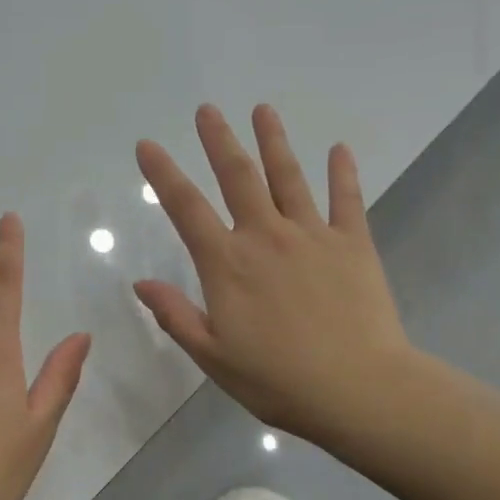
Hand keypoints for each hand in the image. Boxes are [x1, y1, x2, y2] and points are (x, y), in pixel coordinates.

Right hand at [133, 104, 420, 445]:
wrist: (358, 389)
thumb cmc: (277, 380)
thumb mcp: (212, 356)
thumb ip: (175, 315)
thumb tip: (140, 283)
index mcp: (227, 264)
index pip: (186, 208)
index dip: (163, 174)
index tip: (148, 145)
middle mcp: (265, 237)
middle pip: (238, 177)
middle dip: (219, 140)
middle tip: (207, 109)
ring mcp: (312, 236)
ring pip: (288, 177)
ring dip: (273, 142)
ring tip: (263, 110)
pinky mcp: (353, 244)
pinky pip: (346, 200)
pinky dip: (343, 173)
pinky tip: (339, 149)